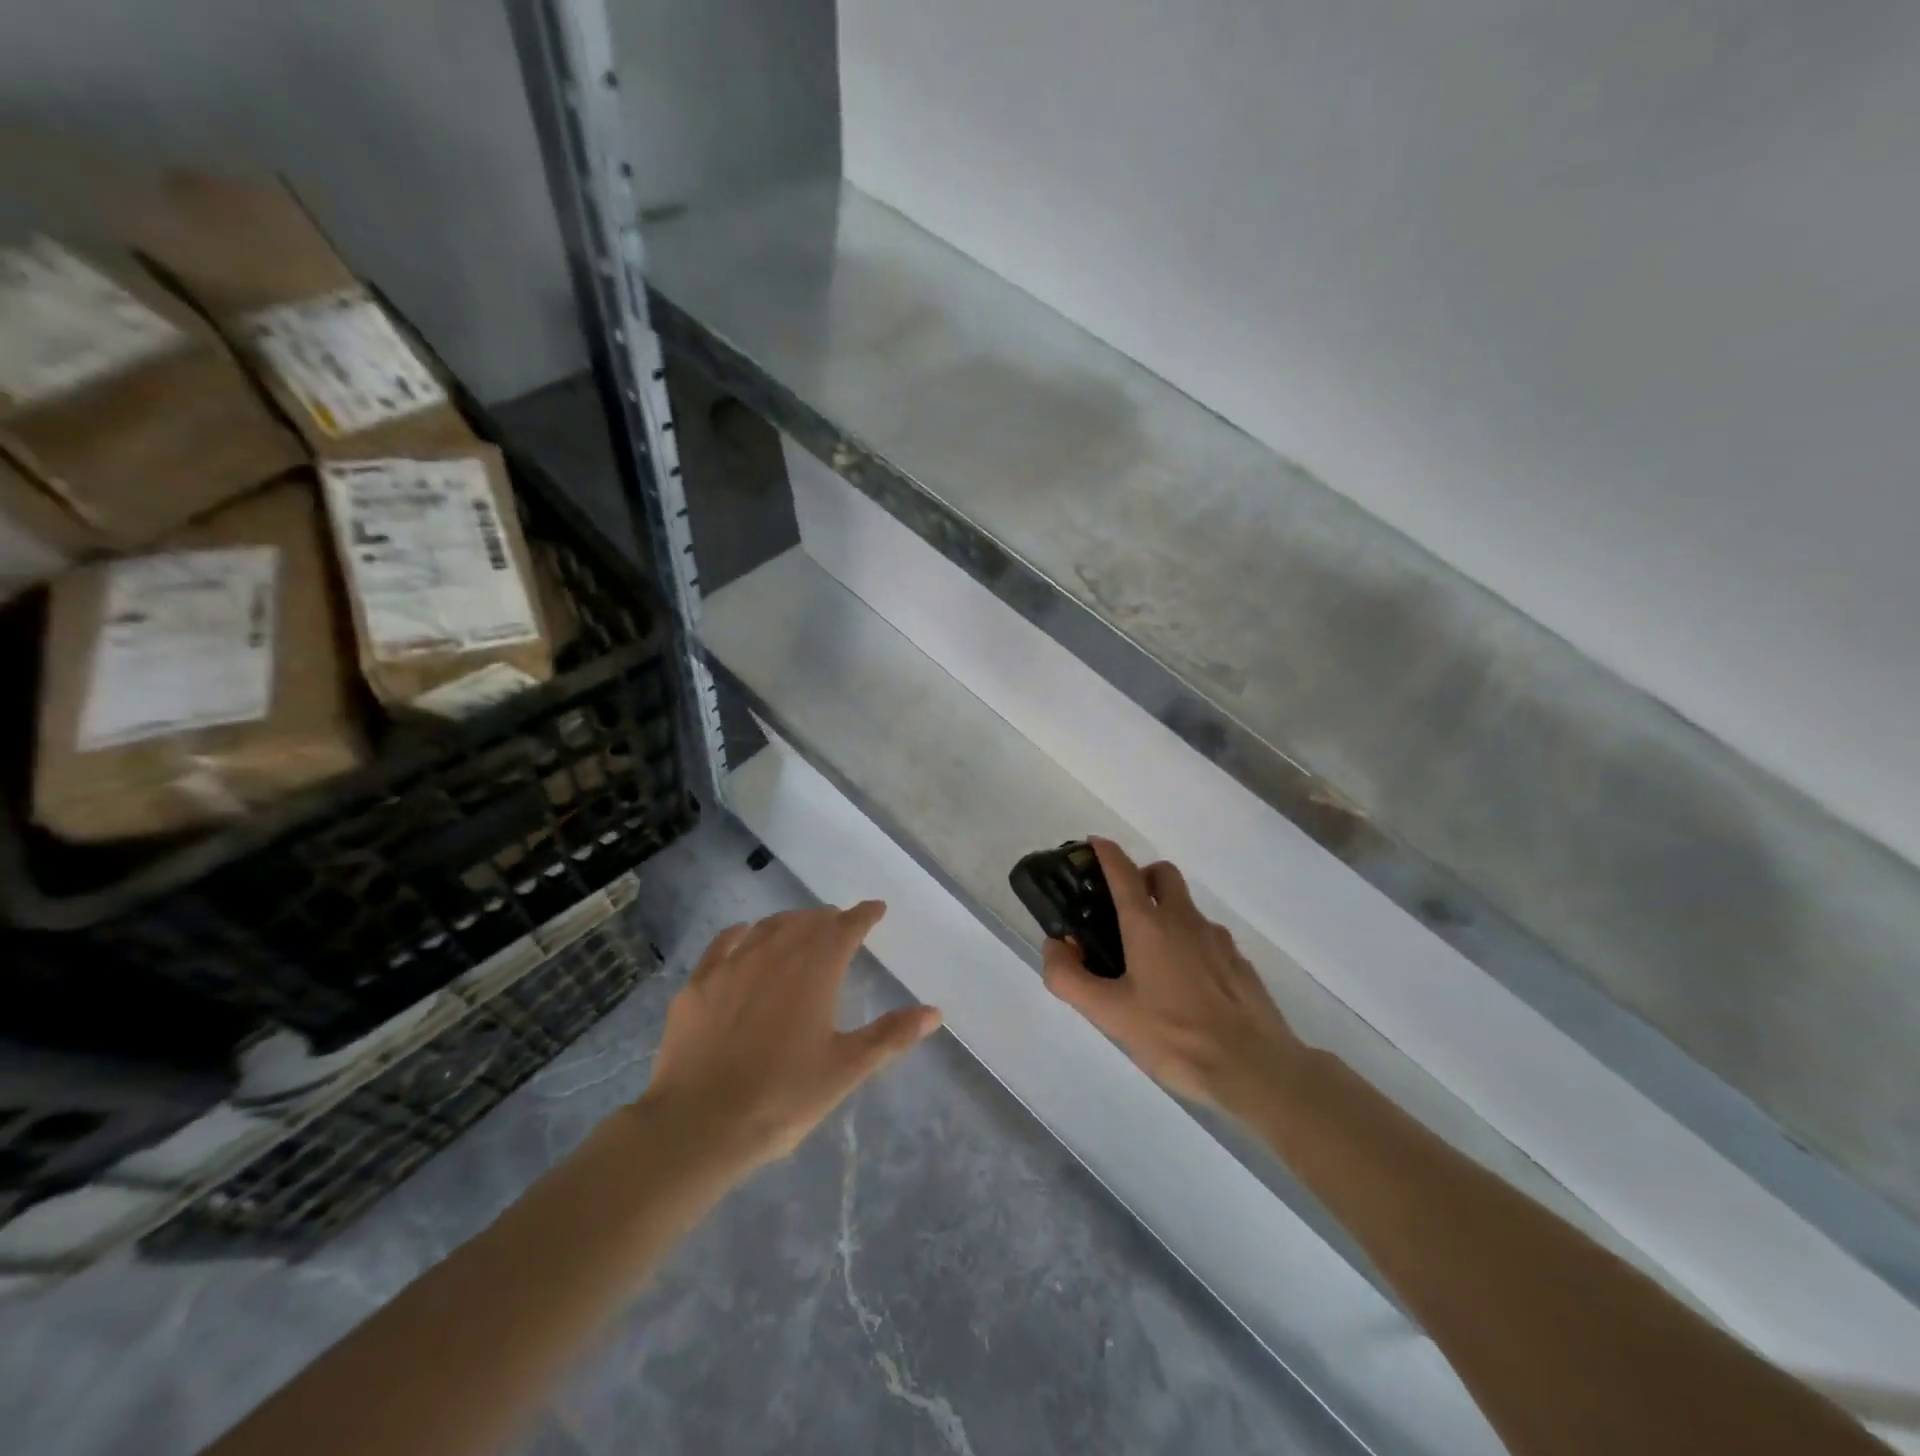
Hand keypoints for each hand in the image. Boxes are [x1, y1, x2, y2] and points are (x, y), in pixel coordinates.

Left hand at [637, 902, 941, 1172]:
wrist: (699, 1124)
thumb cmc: (783, 1097)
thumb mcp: (845, 1070)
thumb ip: (890, 1035)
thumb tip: (934, 1012)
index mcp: (815, 969)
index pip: (846, 928)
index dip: (864, 915)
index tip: (876, 909)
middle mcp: (776, 953)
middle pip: (807, 921)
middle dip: (828, 919)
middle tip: (840, 924)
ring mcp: (733, 964)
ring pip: (769, 926)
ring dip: (790, 922)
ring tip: (800, 928)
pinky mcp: (699, 982)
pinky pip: (725, 942)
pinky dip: (744, 933)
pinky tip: (745, 936)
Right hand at [1043, 839, 1303, 1115]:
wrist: (1253, 1068)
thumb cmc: (1173, 1036)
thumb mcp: (1108, 1014)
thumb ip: (1070, 978)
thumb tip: (1054, 945)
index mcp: (1148, 924)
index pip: (1122, 870)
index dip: (1105, 852)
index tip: (1092, 845)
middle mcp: (1184, 920)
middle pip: (1162, 874)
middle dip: (1141, 877)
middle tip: (1122, 909)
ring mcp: (1217, 940)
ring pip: (1187, 907)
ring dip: (1166, 913)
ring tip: (1151, 959)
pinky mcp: (1239, 963)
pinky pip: (1208, 939)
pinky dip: (1190, 944)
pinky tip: (1186, 985)